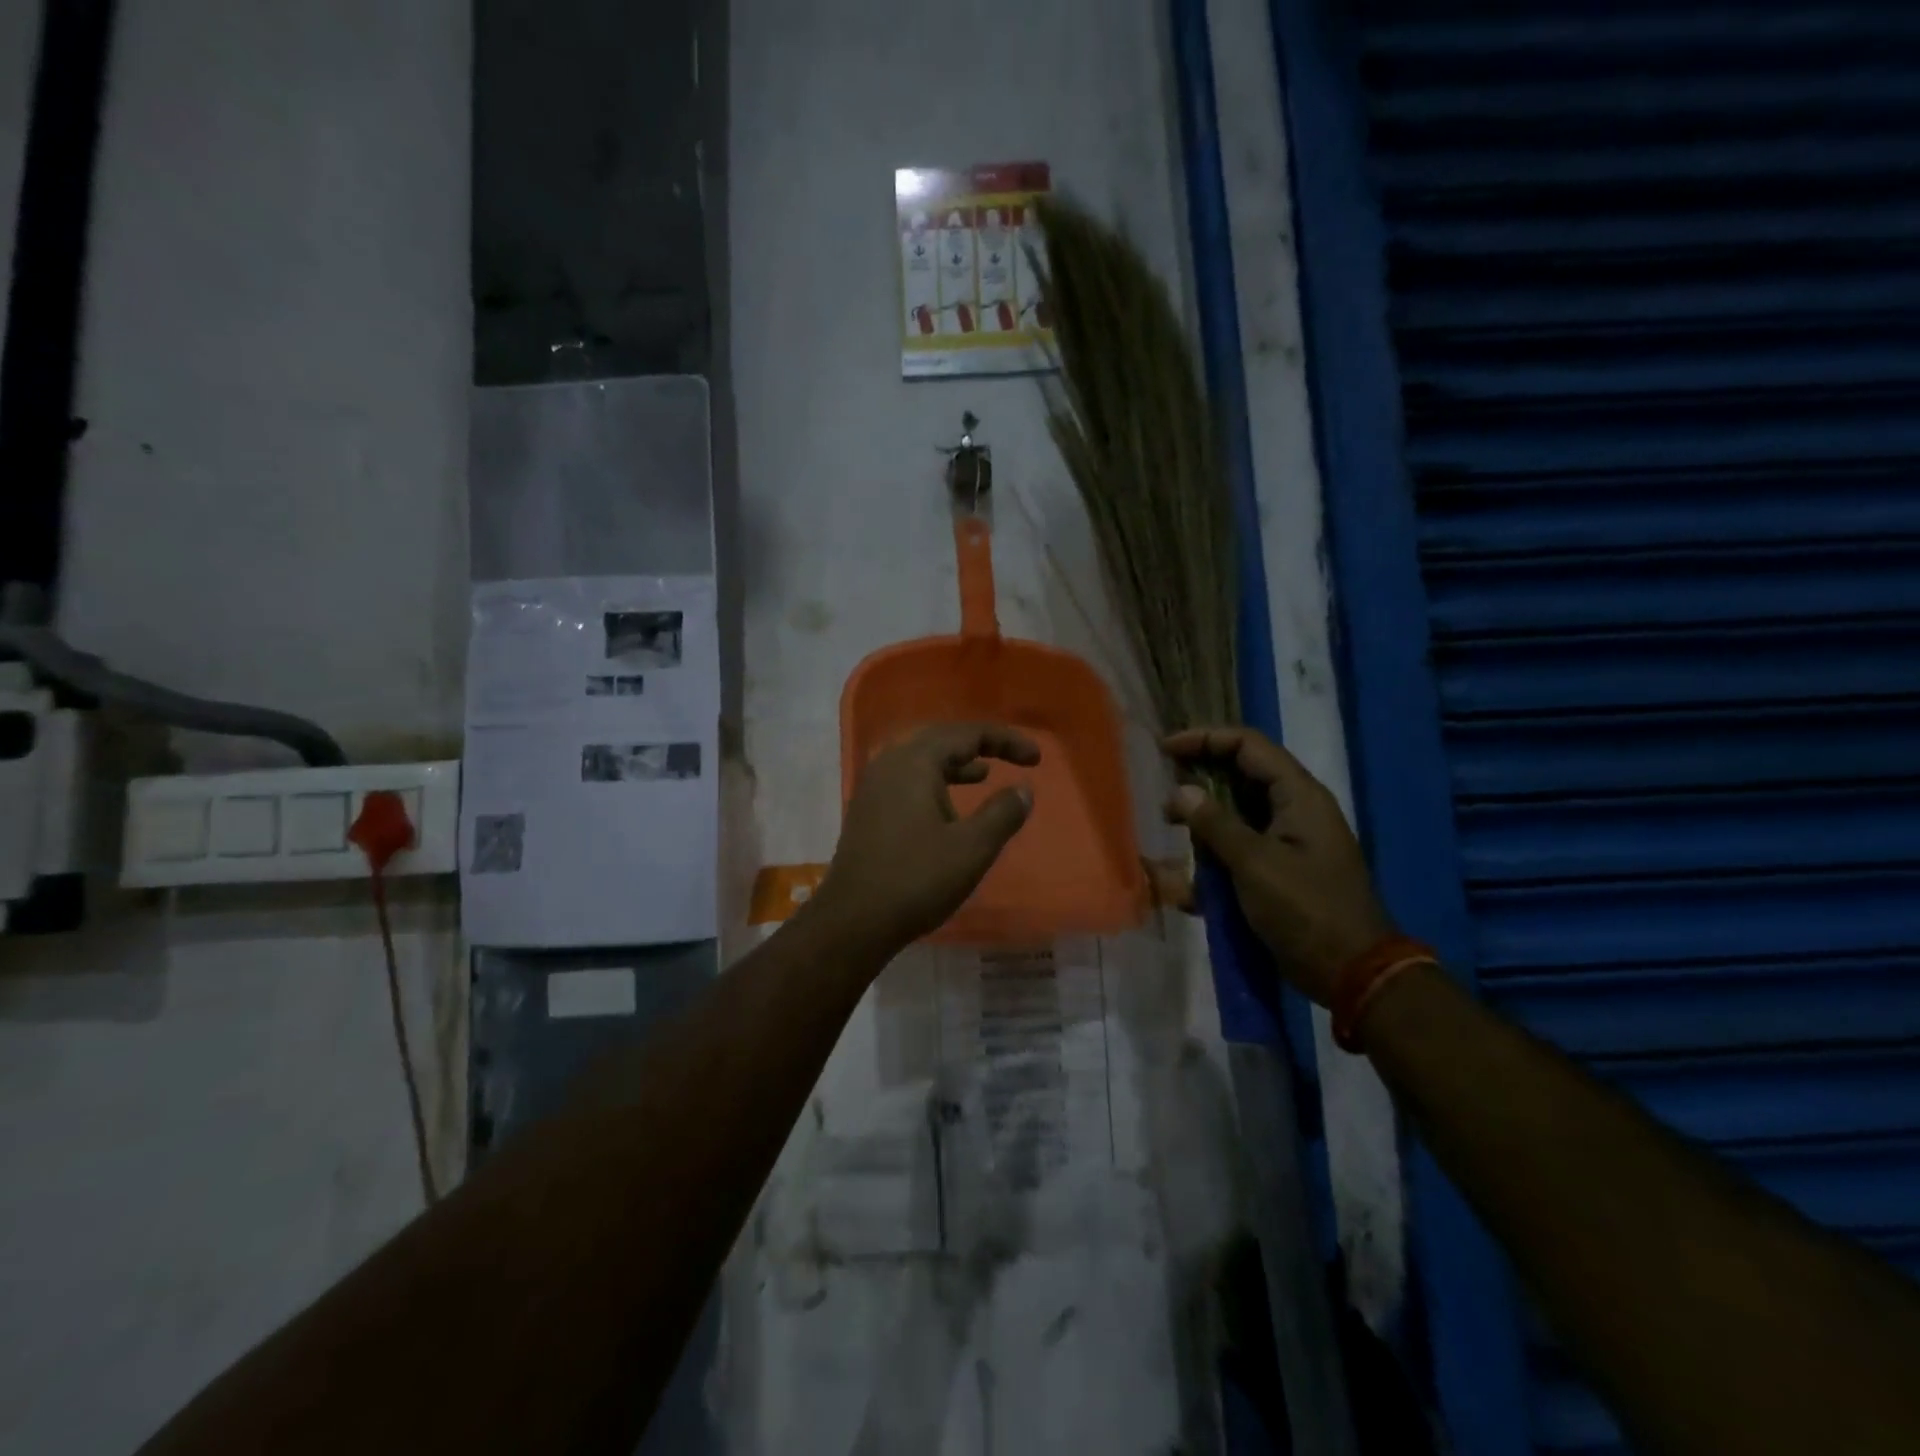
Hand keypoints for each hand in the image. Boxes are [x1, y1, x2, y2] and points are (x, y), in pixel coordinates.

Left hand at [814, 722, 1038, 953]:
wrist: (853, 922)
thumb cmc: (916, 880)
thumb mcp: (971, 848)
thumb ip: (1002, 813)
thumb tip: (1023, 789)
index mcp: (914, 762)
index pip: (967, 734)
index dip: (1006, 741)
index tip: (1036, 759)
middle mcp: (890, 763)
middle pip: (941, 738)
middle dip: (980, 745)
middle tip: (1012, 758)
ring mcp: (874, 786)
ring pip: (921, 759)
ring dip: (956, 763)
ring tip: (984, 774)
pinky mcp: (868, 809)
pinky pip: (907, 779)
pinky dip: (935, 781)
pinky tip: (948, 805)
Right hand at [1163, 727, 1393, 1004]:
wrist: (1351, 972)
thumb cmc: (1306, 910)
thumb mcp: (1256, 864)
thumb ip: (1216, 825)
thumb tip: (1181, 792)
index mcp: (1298, 796)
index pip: (1247, 746)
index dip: (1205, 739)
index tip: (1166, 750)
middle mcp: (1293, 810)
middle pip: (1240, 776)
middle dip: (1199, 781)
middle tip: (1163, 794)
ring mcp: (1286, 841)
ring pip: (1235, 815)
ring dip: (1202, 823)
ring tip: (1170, 834)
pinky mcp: (1278, 870)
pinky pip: (1238, 850)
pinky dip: (1212, 858)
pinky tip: (1186, 885)